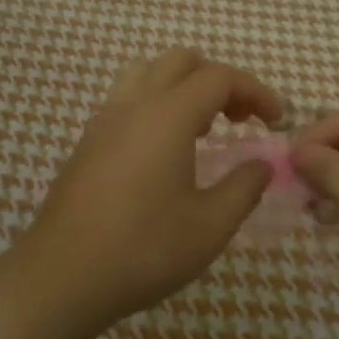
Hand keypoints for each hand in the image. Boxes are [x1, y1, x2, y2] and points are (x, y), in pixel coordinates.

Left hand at [8, 49, 283, 336]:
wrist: (61, 276)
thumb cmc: (143, 249)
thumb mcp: (210, 226)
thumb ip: (244, 187)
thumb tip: (262, 164)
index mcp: (168, 115)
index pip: (220, 78)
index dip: (255, 91)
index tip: (277, 121)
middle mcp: (134, 104)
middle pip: (182, 62)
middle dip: (220, 81)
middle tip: (242, 119)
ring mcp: (105, 119)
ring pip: (148, 72)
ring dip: (183, 86)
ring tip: (202, 127)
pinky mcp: (88, 140)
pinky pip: (128, 98)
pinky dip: (157, 103)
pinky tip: (165, 149)